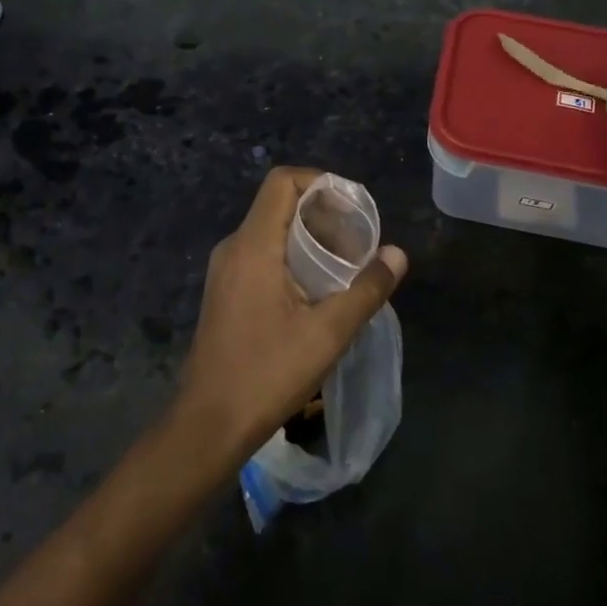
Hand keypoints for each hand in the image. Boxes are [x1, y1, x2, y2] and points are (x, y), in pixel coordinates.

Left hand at [173, 167, 406, 470]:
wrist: (209, 424)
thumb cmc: (267, 373)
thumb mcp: (328, 333)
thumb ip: (367, 290)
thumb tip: (397, 254)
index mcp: (253, 245)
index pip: (283, 181)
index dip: (320, 182)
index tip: (353, 207)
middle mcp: (233, 248)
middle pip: (278, 205)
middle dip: (321, 213)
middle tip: (358, 240)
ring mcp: (224, 271)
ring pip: (269, 231)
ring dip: (307, 238)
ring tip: (344, 264)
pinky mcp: (224, 292)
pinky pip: (260, 255)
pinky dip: (290, 257)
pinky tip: (315, 290)